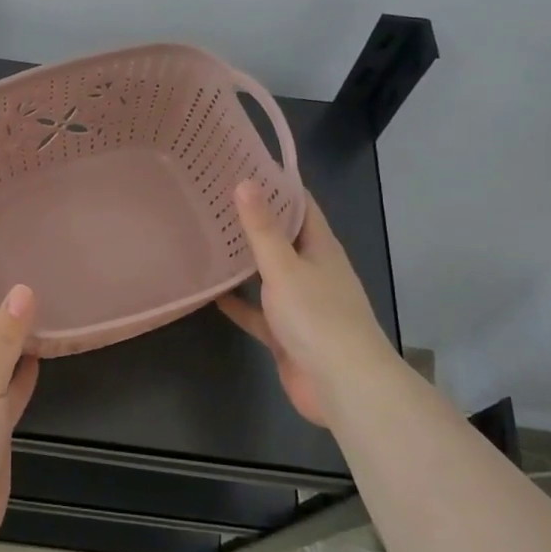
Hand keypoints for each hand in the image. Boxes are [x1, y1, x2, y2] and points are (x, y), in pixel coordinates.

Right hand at [217, 181, 396, 426]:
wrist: (342, 386)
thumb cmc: (317, 317)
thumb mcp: (285, 267)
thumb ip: (262, 229)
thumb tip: (246, 181)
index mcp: (321, 248)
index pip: (301, 205)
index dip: (277, 184)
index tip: (244, 165)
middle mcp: (313, 270)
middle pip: (283, 237)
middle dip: (254, 220)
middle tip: (214, 198)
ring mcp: (300, 303)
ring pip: (268, 274)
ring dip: (244, 260)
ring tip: (208, 237)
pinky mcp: (286, 332)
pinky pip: (258, 311)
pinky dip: (238, 302)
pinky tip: (211, 292)